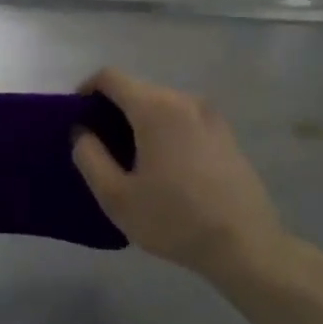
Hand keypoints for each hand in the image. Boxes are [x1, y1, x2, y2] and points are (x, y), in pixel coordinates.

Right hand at [71, 69, 294, 284]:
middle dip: (113, 109)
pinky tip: (164, 167)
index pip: (111, 77)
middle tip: (99, 145)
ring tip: (131, 159)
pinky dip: (165, 131)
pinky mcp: (226, 135)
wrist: (245, 246)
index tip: (77, 117)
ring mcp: (211, 116)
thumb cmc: (174, 220)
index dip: (87, 89)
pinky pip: (184, 120)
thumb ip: (89, 157)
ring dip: (140, 121)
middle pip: (138, 89)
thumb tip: (82, 132)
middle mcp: (185, 101)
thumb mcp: (116, 197)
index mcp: (155, 108)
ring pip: (162, 105)